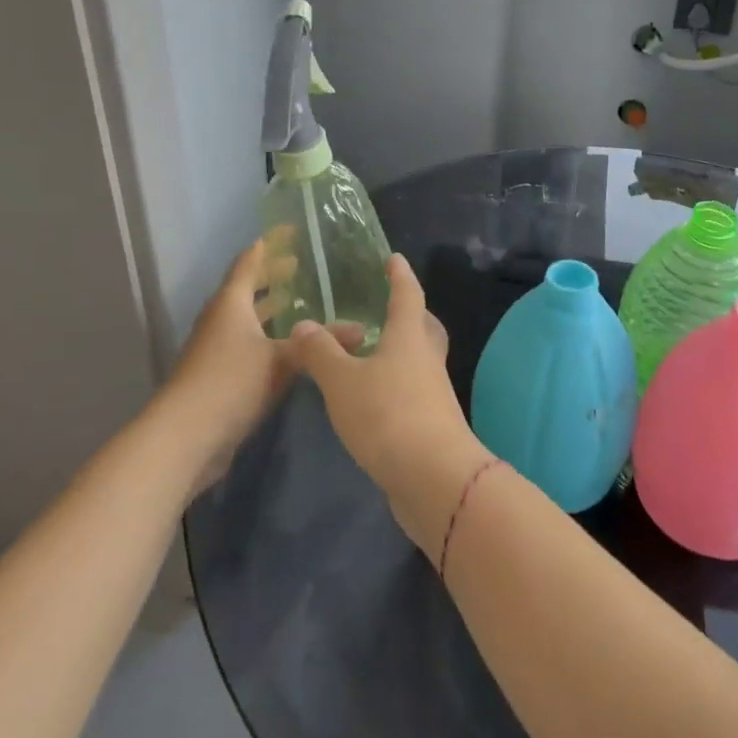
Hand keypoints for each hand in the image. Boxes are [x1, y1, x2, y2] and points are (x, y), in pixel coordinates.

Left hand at [162, 239, 295, 494]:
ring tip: (303, 303)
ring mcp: (217, 350)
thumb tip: (361, 328)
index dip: (270, 245)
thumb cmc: (230, 382)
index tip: (291, 231)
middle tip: (303, 265)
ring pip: (248, 319)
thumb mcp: (281, 360)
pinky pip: (249, 345)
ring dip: (271, 310)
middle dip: (273, 276)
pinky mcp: (220, 377)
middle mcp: (221, 320)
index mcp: (230, 303)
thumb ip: (319, 343)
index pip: (249, 262)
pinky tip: (293, 349)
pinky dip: (270, 338)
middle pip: (247, 289)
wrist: (185, 438)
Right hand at [283, 254, 488, 550]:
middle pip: (424, 327)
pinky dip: (397, 385)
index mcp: (409, 337)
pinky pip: (415, 391)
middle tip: (389, 307)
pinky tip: (375, 398)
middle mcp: (427, 359)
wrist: (434, 478)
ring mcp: (434, 393)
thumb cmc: (387, 416)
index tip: (394, 259)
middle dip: (410, 313)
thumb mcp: (342, 382)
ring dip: (402, 352)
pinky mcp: (432, 424)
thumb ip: (320, 353)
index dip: (400, 276)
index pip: (407, 295)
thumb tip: (303, 325)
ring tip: (372, 354)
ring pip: (421, 360)